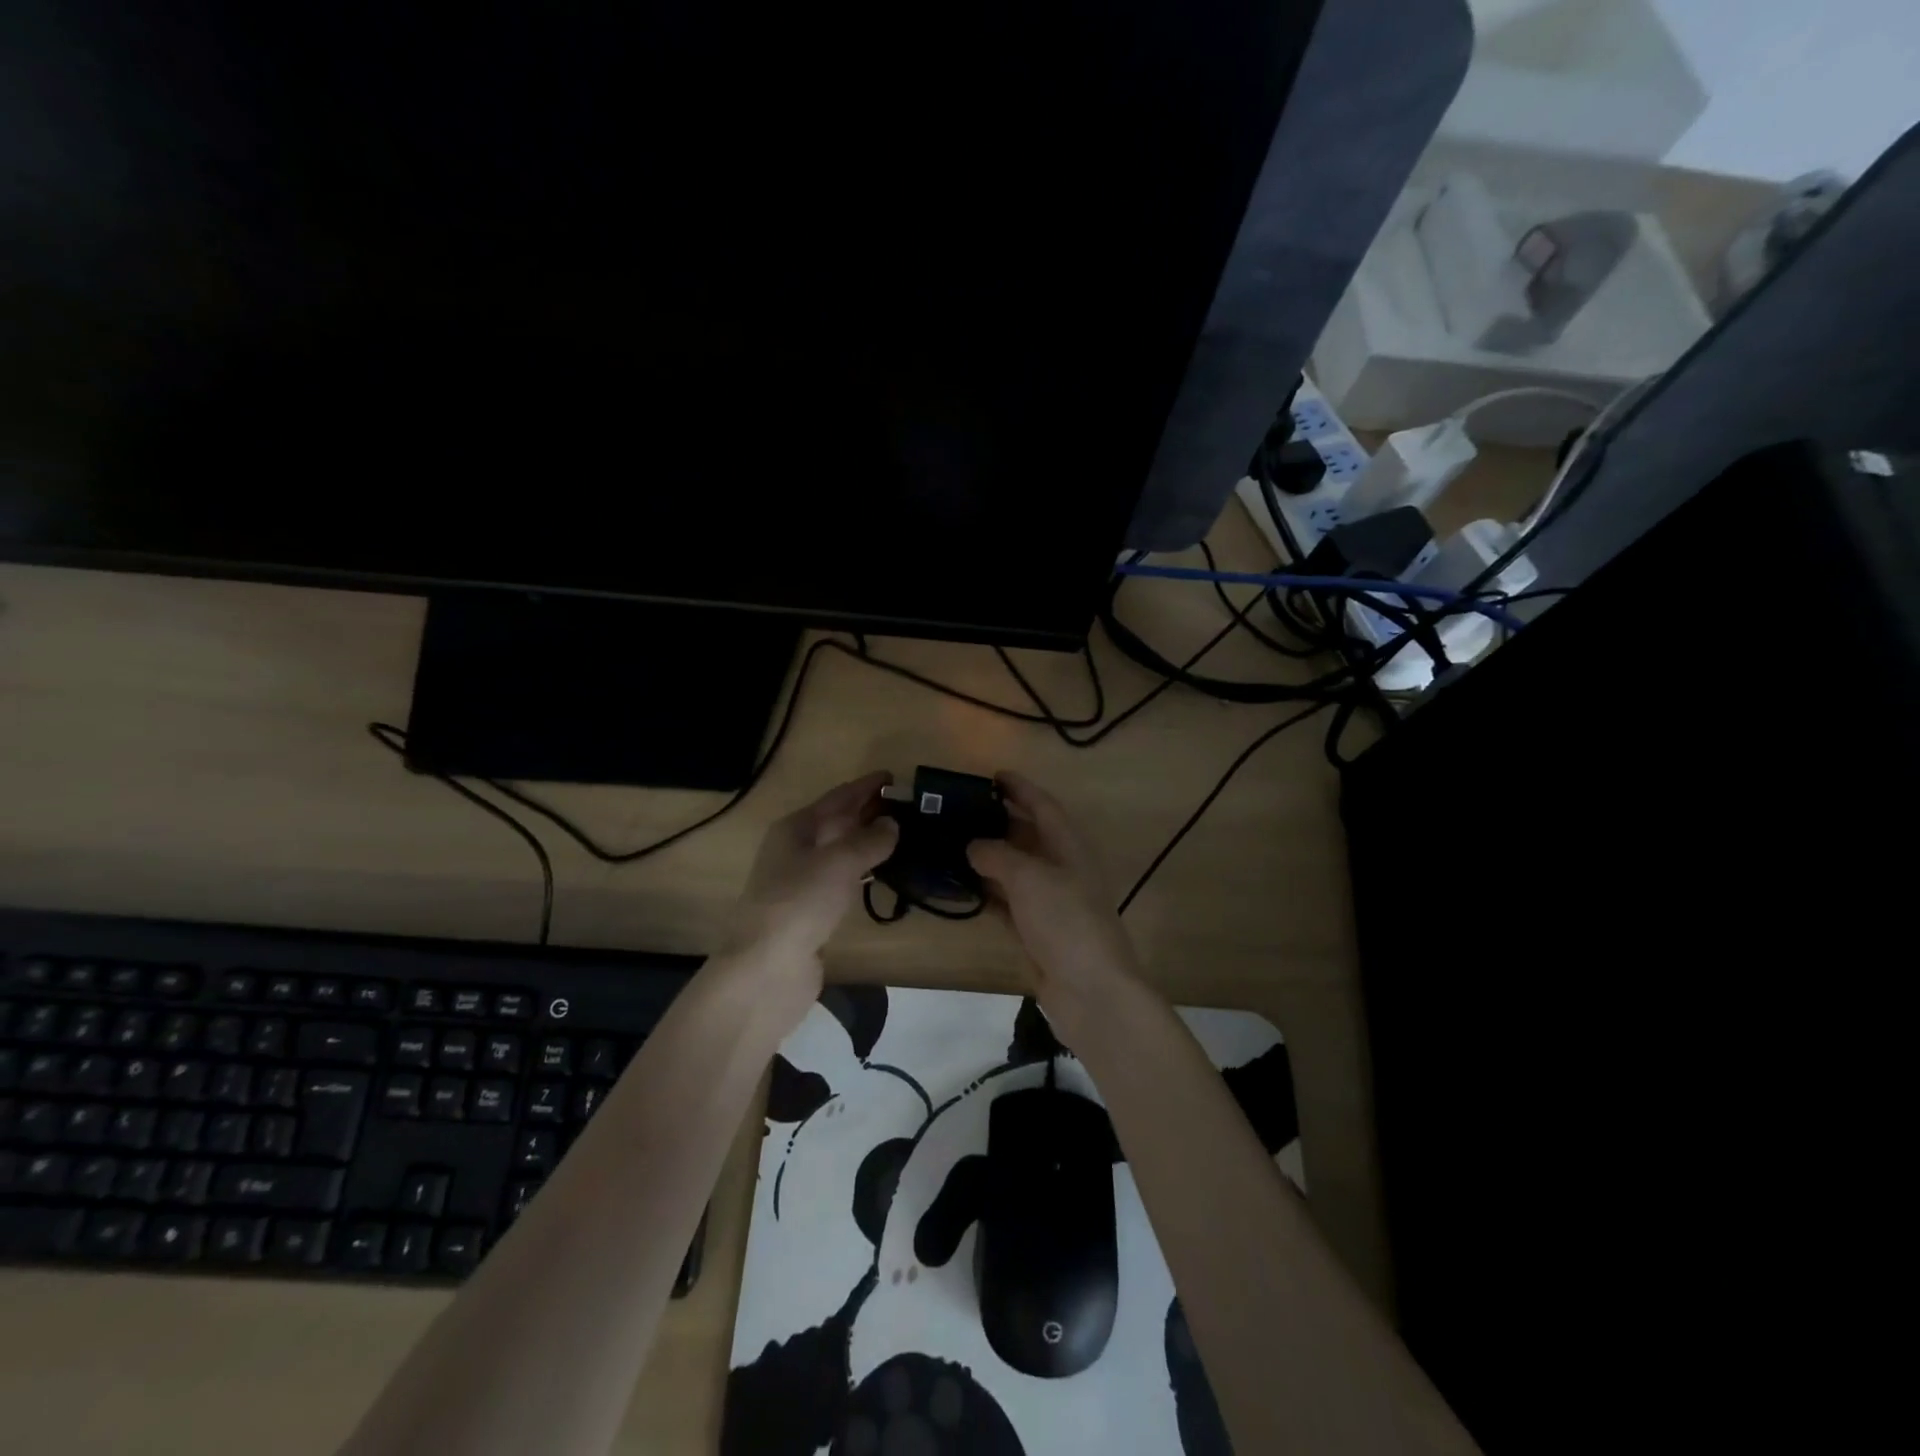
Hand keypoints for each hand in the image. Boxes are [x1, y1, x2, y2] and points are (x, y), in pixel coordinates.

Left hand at [721, 771, 898, 990]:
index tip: (894, 776)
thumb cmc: (800, 903)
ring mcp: (801, 882)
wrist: (766, 969)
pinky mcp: (810, 912)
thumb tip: (891, 824)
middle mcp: (795, 850)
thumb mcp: (839, 862)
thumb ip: (869, 840)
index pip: (837, 798)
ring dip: (867, 842)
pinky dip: (862, 872)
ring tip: (901, 836)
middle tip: (906, 806)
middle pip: (836, 822)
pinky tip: (881, 875)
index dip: (865, 786)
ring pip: (840, 852)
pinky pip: (842, 880)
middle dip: (868, 812)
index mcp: (795, 828)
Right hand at [967, 772, 1142, 1036]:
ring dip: (987, 857)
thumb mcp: (1030, 878)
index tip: (993, 775)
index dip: (1021, 788)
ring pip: (1014, 870)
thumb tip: (973, 845)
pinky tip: (960, 886)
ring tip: (951, 843)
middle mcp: (1061, 869)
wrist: (1091, 991)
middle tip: (959, 810)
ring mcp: (1049, 903)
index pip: (1044, 806)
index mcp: (1069, 847)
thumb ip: (998, 855)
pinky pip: (1007, 902)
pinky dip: (986, 893)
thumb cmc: (1066, 921)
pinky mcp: (1036, 932)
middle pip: (1027, 836)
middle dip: (997, 821)